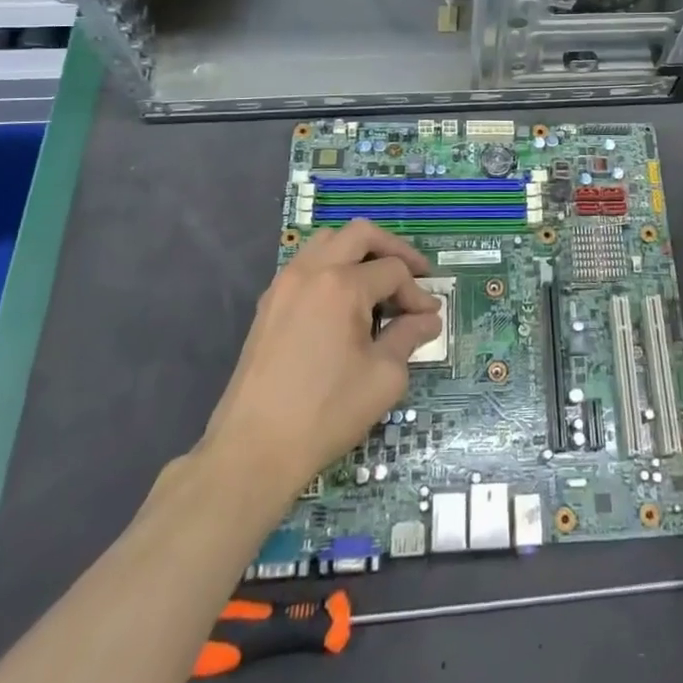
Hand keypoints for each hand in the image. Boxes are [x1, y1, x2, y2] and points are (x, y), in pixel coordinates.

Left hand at [203, 221, 441, 500]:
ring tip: (378, 284)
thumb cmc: (327, 412)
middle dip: (393, 249)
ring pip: (328, 242)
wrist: (254, 448)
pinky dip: (332, 269)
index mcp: (342, 285)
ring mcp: (284, 284)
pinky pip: (307, 265)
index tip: (429, 318)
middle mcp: (312, 271)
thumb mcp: (383, 377)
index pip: (393, 271)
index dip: (418, 293)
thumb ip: (408, 338)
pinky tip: (344, 303)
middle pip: (360, 234)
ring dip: (359, 253)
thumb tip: (427, 320)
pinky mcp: (269, 304)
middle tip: (415, 274)